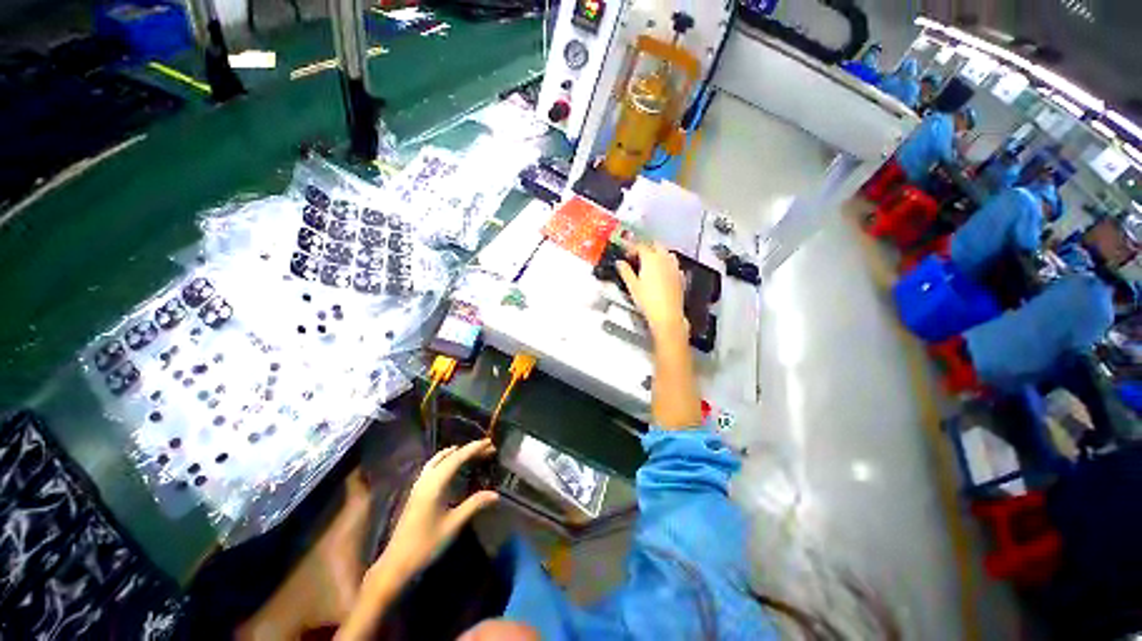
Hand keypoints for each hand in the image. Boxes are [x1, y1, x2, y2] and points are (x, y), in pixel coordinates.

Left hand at [366, 440, 497, 586]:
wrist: (401, 556)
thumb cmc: (429, 542)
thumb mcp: (454, 524)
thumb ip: (473, 506)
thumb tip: (495, 494)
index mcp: (434, 485)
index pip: (455, 460)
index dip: (472, 450)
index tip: (489, 443)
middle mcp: (424, 481)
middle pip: (445, 458)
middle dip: (465, 451)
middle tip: (486, 448)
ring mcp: (418, 487)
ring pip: (435, 462)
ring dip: (452, 455)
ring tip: (468, 453)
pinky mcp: (416, 495)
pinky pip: (430, 470)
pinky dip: (442, 463)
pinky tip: (448, 470)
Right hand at [616, 244, 687, 339]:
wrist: (667, 315)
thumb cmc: (649, 301)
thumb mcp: (632, 286)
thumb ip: (625, 271)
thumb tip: (620, 263)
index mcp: (651, 258)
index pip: (640, 246)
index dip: (632, 247)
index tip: (626, 252)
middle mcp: (664, 259)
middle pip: (655, 245)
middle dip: (647, 247)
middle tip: (638, 254)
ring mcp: (674, 267)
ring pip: (667, 253)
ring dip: (659, 253)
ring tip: (651, 261)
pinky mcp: (680, 277)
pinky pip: (674, 265)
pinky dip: (668, 265)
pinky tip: (664, 272)